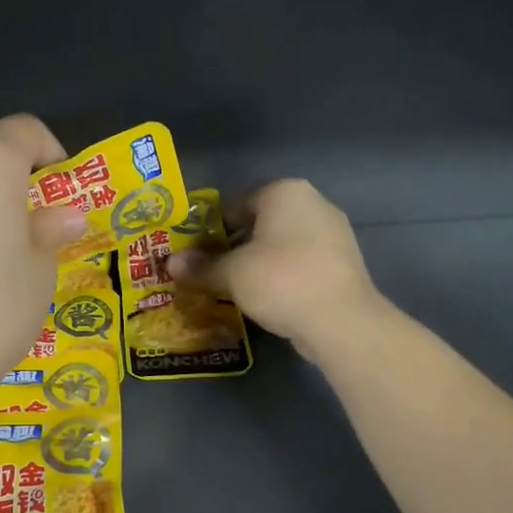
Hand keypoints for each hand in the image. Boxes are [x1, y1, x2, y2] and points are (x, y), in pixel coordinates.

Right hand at [169, 178, 383, 360]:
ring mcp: (334, 234)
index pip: (237, 205)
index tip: (197, 256)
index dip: (211, 231)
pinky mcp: (342, 264)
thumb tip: (170, 264)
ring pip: (282, 246)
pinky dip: (282, 278)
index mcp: (286, 192)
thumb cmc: (280, 280)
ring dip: (258, 264)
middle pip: (261, 224)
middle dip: (235, 248)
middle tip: (212, 274)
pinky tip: (267, 300)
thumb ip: (201, 267)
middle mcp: (314, 203)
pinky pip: (301, 265)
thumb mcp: (231, 274)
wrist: (341, 321)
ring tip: (235, 290)